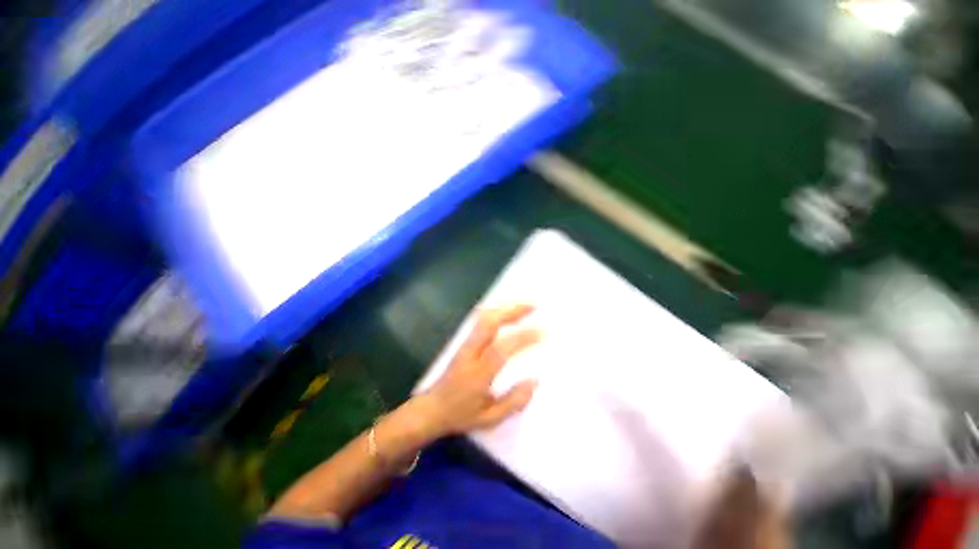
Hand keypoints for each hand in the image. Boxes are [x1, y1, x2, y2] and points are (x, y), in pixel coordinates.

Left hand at [419, 304, 541, 435]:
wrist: (431, 409)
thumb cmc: (461, 416)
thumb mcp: (490, 418)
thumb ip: (513, 401)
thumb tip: (535, 381)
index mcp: (477, 374)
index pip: (501, 349)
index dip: (523, 338)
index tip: (543, 332)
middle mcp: (470, 353)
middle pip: (489, 323)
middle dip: (512, 311)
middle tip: (533, 306)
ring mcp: (465, 345)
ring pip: (483, 318)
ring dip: (505, 308)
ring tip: (524, 306)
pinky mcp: (464, 342)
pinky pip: (480, 321)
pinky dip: (496, 312)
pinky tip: (507, 312)